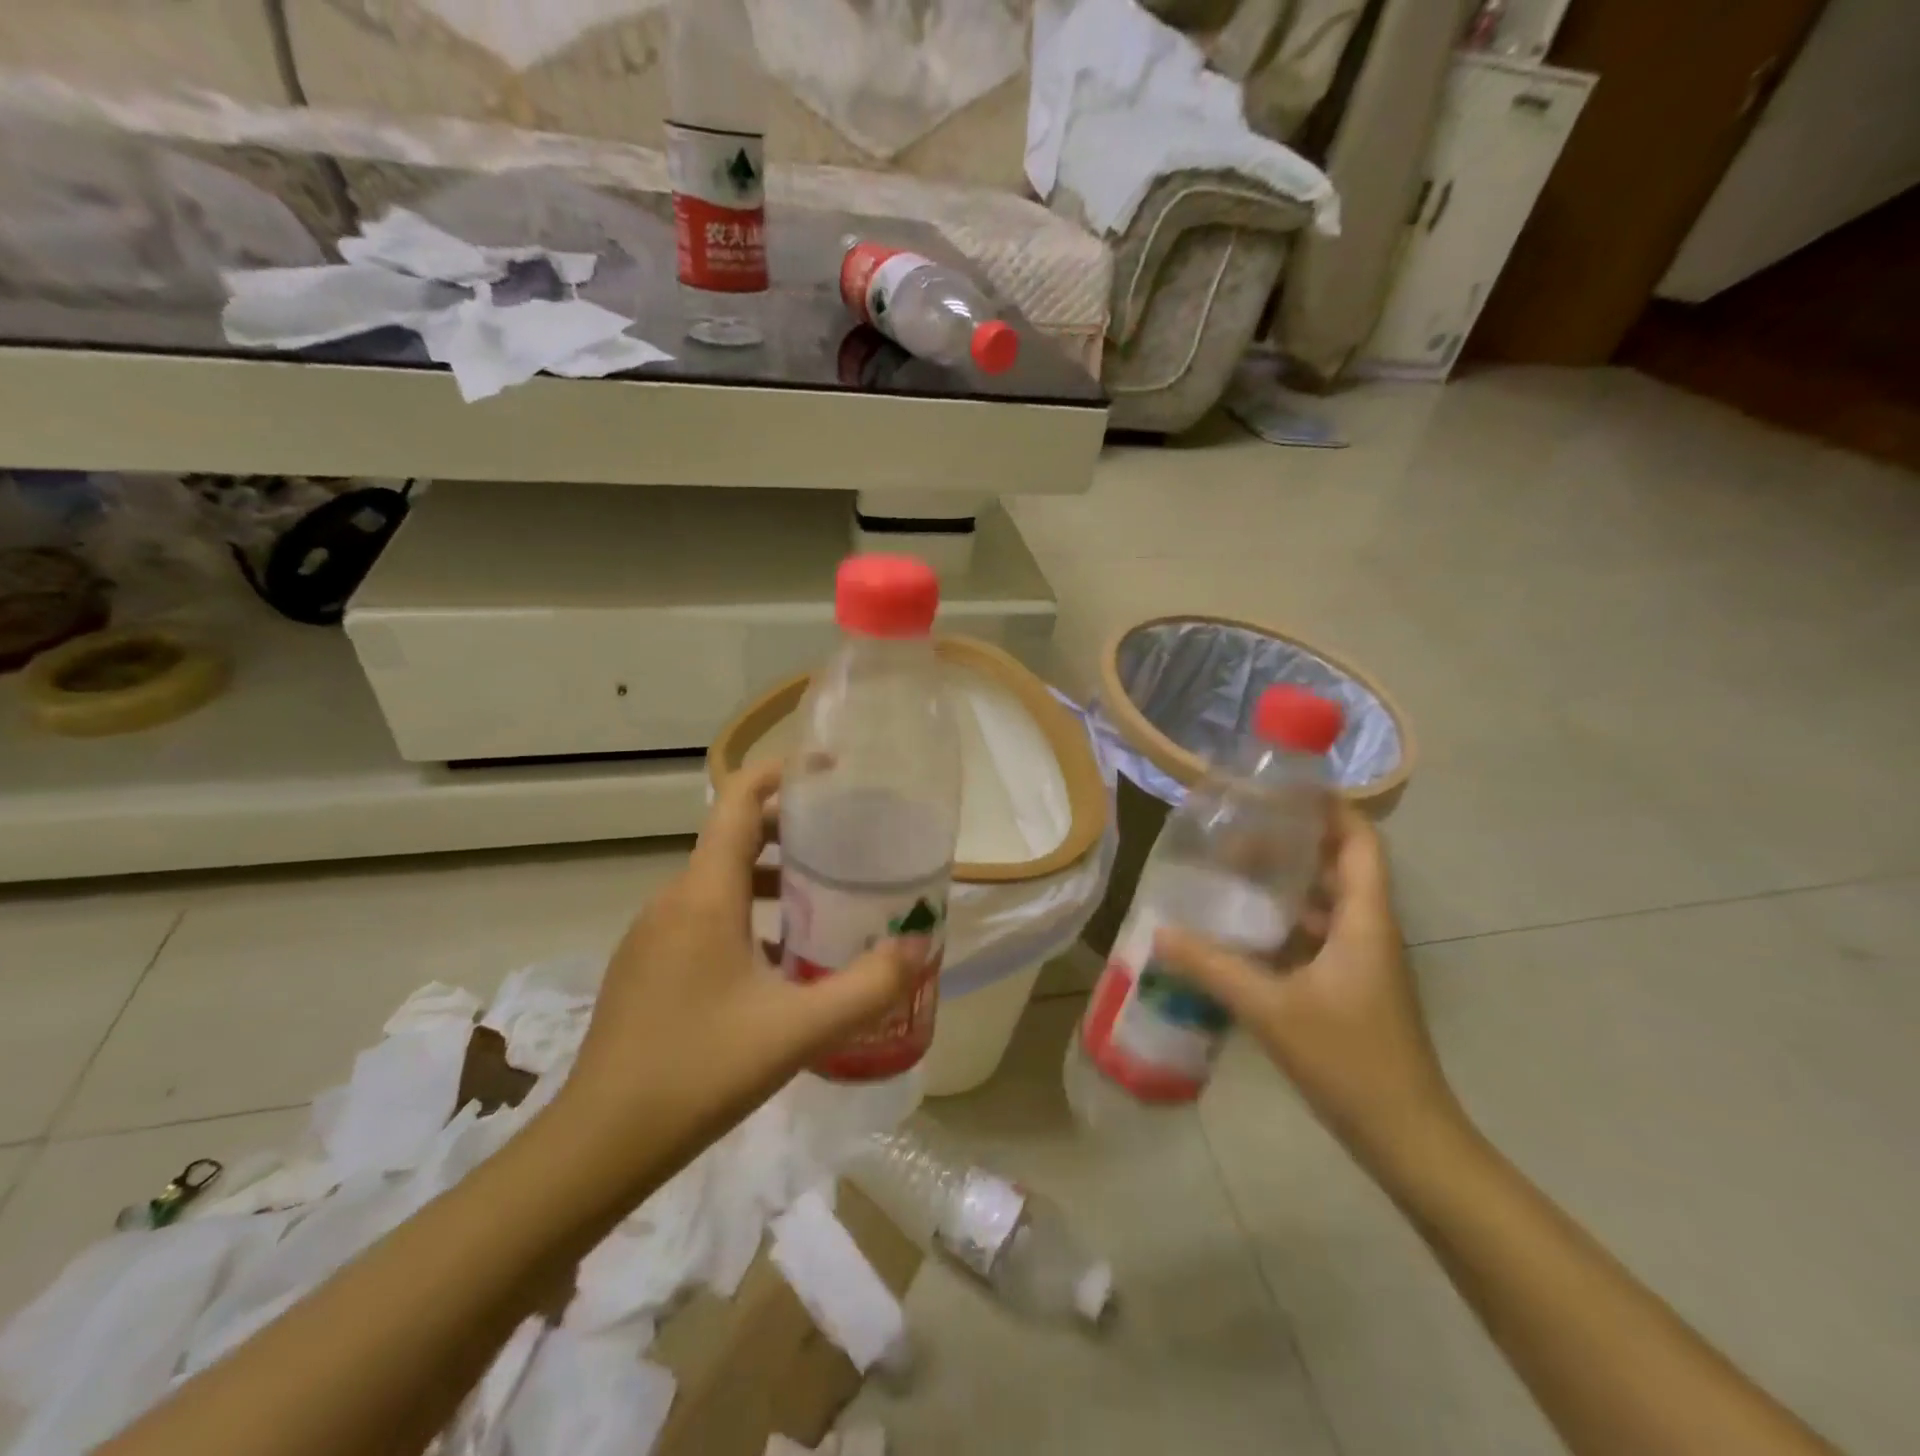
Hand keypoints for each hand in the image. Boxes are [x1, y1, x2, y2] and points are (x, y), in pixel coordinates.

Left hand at [559, 760, 926, 1176]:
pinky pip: (703, 915)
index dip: (781, 773)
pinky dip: (745, 914)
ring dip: (770, 876)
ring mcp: (653, 934)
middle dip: (790, 830)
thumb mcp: (798, 1029)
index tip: (829, 771)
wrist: (598, 1145)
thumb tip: (919, 948)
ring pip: (719, 880)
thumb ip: (868, 987)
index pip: (739, 801)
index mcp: (705, 894)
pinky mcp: (645, 966)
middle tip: (847, 842)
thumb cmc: (699, 1071)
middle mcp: (673, 900)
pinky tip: (779, 961)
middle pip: (733, 837)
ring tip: (824, 900)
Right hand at [1156, 800, 1461, 1166]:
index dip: (1331, 808)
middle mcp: (1369, 931)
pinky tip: (1244, 930)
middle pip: (1340, 866)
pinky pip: (1318, 935)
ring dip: (1287, 883)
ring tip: (1234, 871)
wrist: (1408, 1139)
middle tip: (1239, 830)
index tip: (1284, 789)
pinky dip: (1285, 922)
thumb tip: (1161, 931)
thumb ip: (1214, 967)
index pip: (1360, 842)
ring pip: (1328, 902)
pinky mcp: (1352, 987)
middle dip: (1294, 842)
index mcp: (1365, 921)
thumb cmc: (1349, 1061)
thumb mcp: (1271, 1009)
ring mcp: (1363, 962)